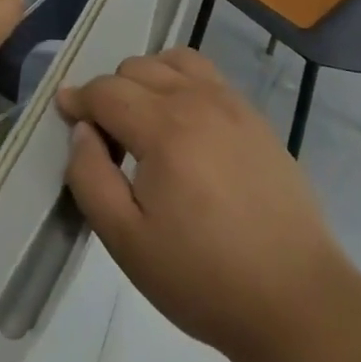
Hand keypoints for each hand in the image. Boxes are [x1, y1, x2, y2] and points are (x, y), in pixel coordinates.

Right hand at [57, 48, 344, 361]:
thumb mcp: (126, 241)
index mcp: (164, 128)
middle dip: (110, 93)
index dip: (78, 99)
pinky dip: (181, 81)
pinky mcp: (256, 118)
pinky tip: (183, 124)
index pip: (106, 91)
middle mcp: (197, 100)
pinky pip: (207, 75)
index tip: (64, 113)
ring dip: (147, 79)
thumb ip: (90, 177)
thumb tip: (81, 130)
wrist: (296, 301)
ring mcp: (232, 104)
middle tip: (108, 140)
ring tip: (144, 121)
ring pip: (173, 61)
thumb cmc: (203, 278)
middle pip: (137, 68)